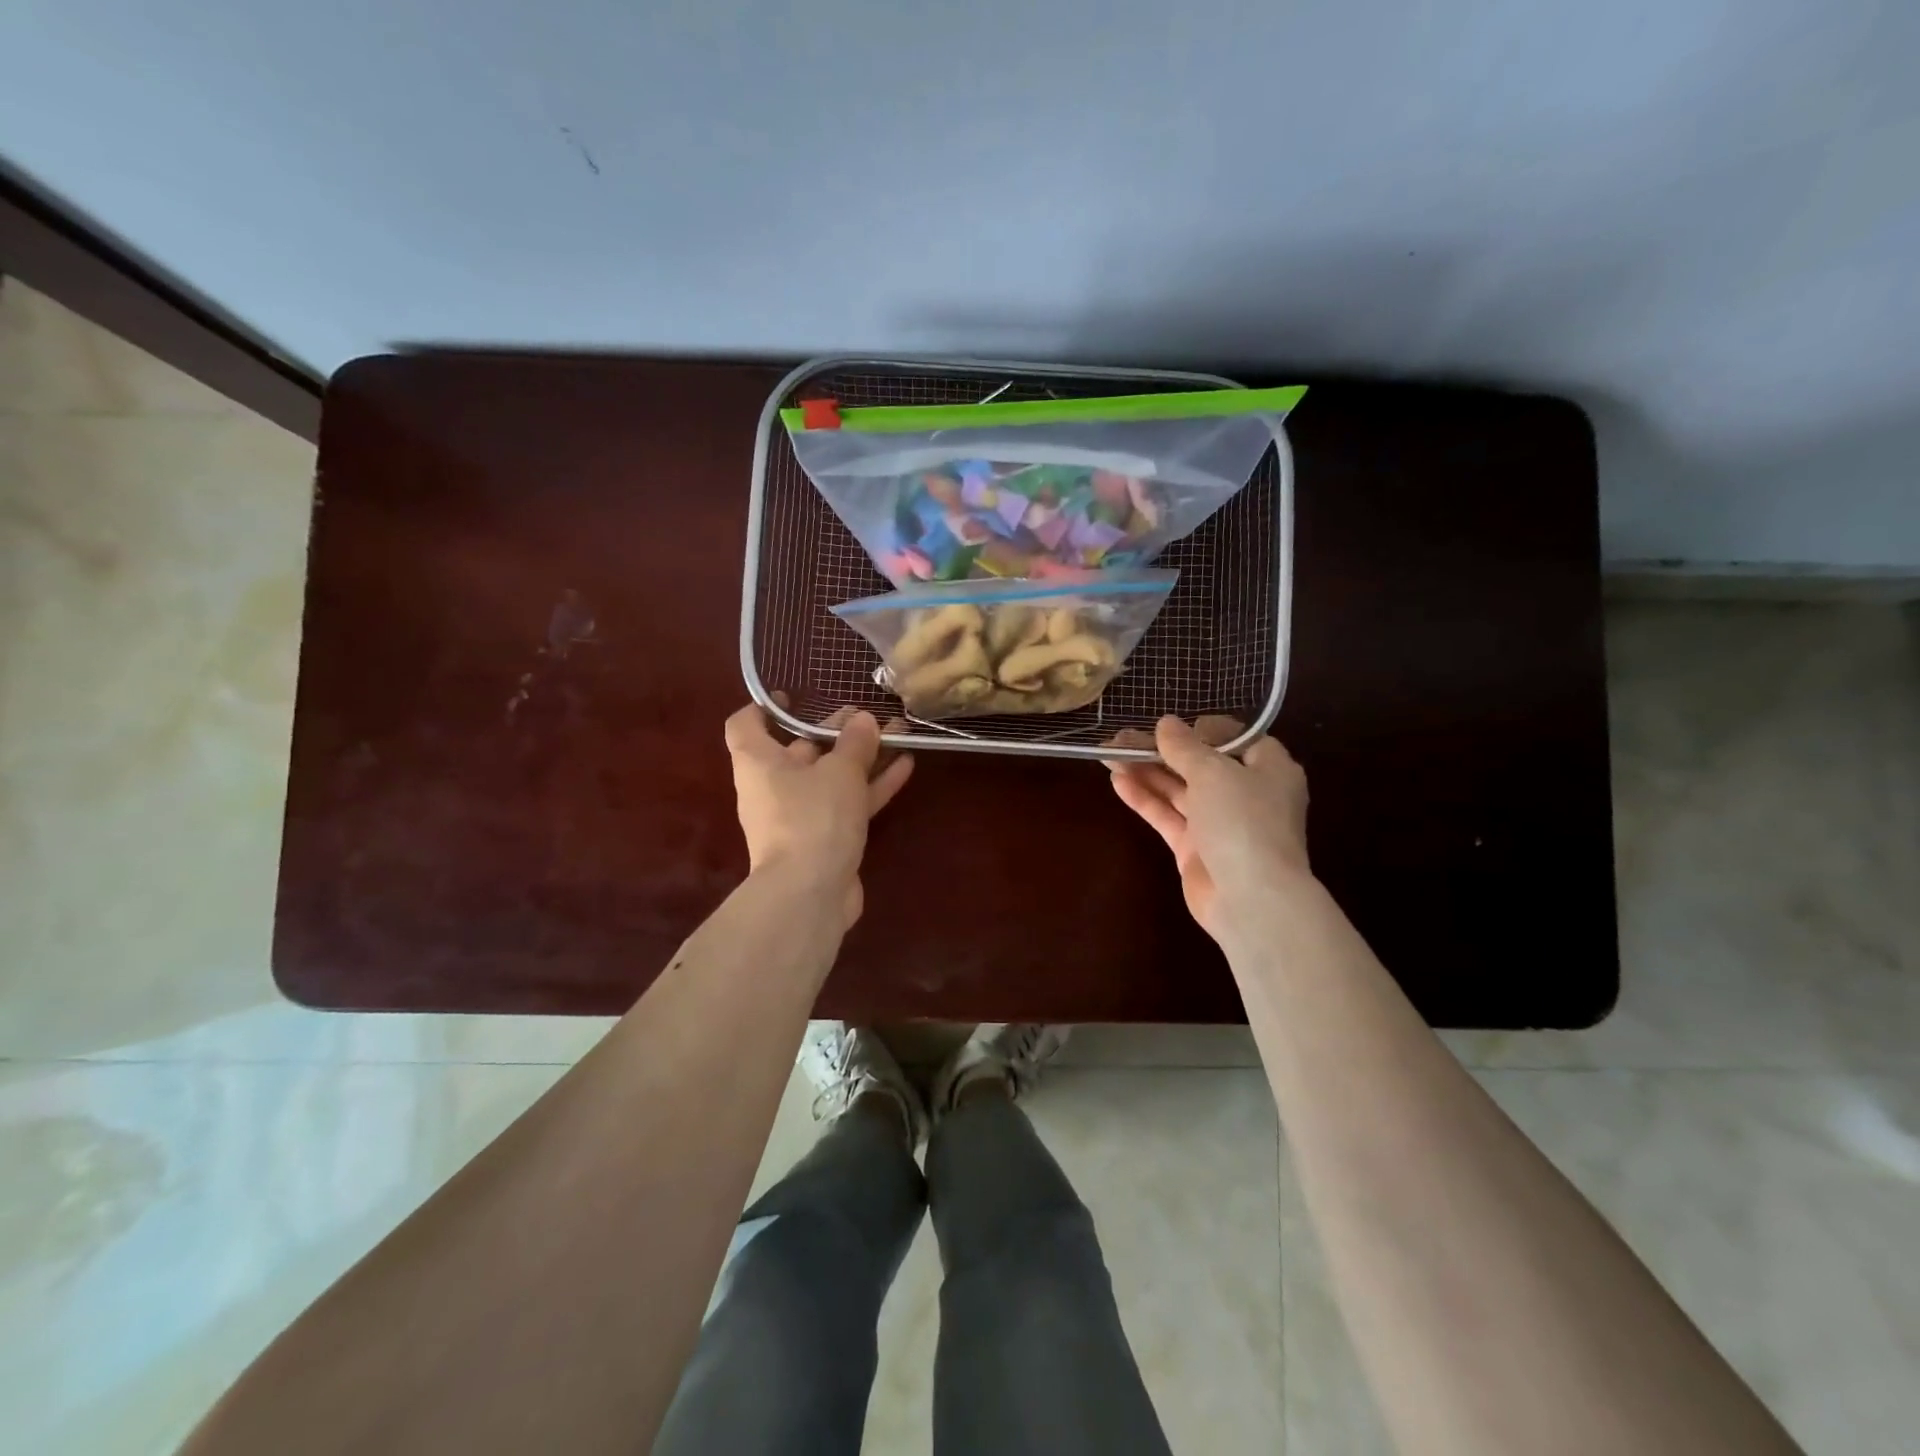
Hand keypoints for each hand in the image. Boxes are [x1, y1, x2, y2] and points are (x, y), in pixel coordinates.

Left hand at [724, 701, 913, 927]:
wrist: (809, 895)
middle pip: (799, 750)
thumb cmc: (813, 818)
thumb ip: (855, 743)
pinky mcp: (824, 840)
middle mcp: (772, 787)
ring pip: (830, 778)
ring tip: (897, 734)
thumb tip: (864, 720)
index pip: (746, 724)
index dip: (764, 707)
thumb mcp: (839, 772)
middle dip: (834, 731)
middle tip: (867, 715)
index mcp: (759, 763)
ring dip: (861, 758)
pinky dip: (871, 787)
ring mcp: (799, 816)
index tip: (792, 696)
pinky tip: (906, 767)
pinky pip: (847, 804)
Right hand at [1108, 716, 1311, 941]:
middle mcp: (1246, 794)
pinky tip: (1117, 782)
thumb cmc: (1244, 822)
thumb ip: (1185, 747)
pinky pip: (1167, 816)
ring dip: (1146, 772)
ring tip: (1109, 754)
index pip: (1238, 739)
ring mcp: (1219, 824)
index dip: (1204, 729)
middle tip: (1123, 736)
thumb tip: (1166, 724)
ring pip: (1178, 790)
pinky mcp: (1195, 849)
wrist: (1251, 900)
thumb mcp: (1213, 772)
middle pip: (1199, 764)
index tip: (1172, 724)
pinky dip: (1145, 799)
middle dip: (1161, 750)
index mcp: (1269, 769)